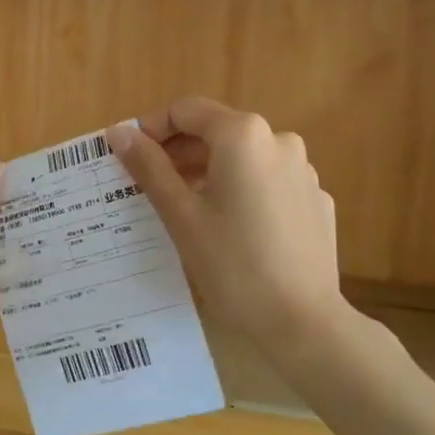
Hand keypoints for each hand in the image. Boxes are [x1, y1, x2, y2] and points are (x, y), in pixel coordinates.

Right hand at [107, 99, 345, 353]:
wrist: (303, 322)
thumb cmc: (233, 265)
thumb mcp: (181, 215)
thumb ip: (149, 167)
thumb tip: (119, 133)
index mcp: (243, 136)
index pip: (187, 111)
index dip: (151, 128)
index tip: (127, 156)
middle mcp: (279, 141)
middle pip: (217, 132)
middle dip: (178, 153)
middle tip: (146, 186)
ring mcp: (303, 172)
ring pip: (244, 159)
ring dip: (208, 172)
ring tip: (183, 208)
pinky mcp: (315, 201)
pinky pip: (268, 182)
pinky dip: (241, 192)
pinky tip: (228, 229)